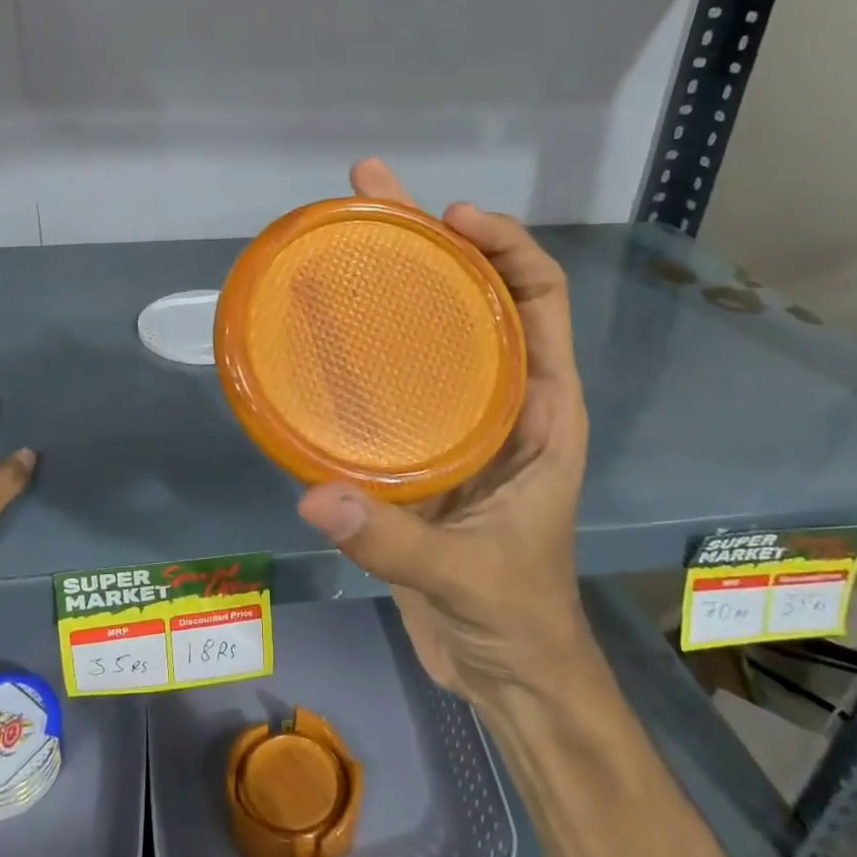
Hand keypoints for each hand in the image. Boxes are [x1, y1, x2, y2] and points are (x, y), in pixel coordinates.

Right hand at [298, 159, 590, 704]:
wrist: (505, 670)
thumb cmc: (516, 618)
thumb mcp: (467, 578)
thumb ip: (393, 540)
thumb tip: (314, 495)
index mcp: (542, 411)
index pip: (539, 300)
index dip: (505, 247)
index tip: (451, 217)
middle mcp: (502, 400)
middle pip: (473, 296)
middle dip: (428, 236)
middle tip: (370, 187)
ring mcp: (456, 421)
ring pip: (427, 332)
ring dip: (389, 280)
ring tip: (337, 233)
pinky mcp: (417, 448)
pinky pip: (390, 381)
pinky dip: (358, 347)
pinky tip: (314, 328)